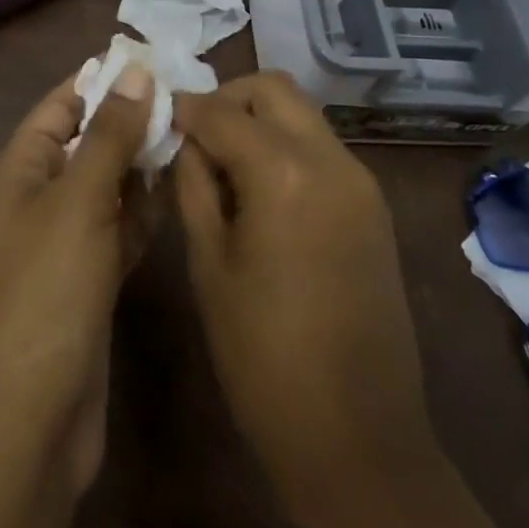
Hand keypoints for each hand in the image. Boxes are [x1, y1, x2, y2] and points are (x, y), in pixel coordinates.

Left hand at [0, 65, 154, 497]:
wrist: (33, 419)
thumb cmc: (47, 293)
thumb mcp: (79, 202)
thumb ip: (110, 135)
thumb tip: (135, 71)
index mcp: (21, 169)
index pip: (62, 104)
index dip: (103, 80)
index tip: (157, 62)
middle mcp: (40, 196)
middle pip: (90, 141)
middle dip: (133, 121)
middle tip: (192, 102)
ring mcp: (67, 239)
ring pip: (111, 183)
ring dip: (145, 165)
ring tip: (196, 138)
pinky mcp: (91, 274)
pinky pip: (122, 225)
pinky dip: (146, 209)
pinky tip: (182, 191)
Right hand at [171, 72, 436, 527]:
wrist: (357, 437)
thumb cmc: (262, 357)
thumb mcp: (209, 265)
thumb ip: (194, 186)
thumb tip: (184, 141)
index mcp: (284, 173)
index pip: (221, 111)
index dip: (183, 107)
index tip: (155, 115)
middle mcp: (331, 159)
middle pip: (273, 89)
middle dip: (227, 99)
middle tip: (193, 135)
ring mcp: (360, 181)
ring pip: (301, 115)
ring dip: (258, 121)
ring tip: (221, 164)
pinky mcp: (373, 206)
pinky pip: (321, 149)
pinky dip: (285, 148)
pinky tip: (259, 190)